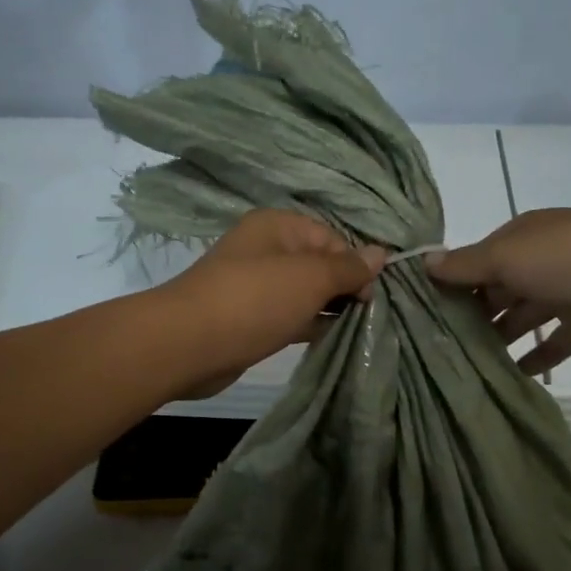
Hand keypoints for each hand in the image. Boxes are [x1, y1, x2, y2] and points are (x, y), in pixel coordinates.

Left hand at [158, 209, 385, 398]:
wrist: (189, 344)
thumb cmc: (255, 300)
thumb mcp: (310, 278)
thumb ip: (347, 267)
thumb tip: (381, 253)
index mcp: (277, 226)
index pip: (330, 237)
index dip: (354, 263)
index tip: (370, 295)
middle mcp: (265, 250)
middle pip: (318, 264)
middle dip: (344, 287)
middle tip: (368, 314)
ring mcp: (255, 286)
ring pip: (304, 293)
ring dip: (328, 309)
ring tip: (357, 329)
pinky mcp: (250, 319)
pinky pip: (289, 316)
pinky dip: (309, 325)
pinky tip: (330, 339)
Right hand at [427, 208, 570, 374]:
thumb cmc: (569, 259)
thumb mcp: (507, 256)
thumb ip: (466, 265)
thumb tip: (423, 261)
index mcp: (521, 238)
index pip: (476, 260)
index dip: (451, 283)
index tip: (420, 312)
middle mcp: (540, 262)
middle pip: (497, 290)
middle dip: (471, 314)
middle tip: (436, 346)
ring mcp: (565, 293)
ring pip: (522, 317)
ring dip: (498, 337)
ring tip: (464, 364)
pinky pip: (552, 344)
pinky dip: (533, 359)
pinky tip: (508, 376)